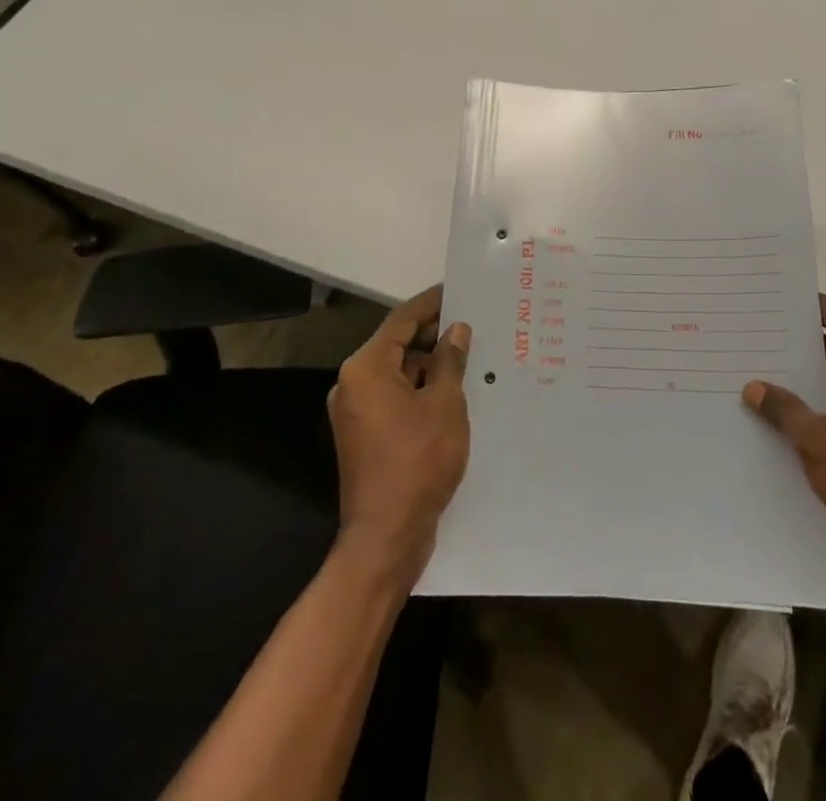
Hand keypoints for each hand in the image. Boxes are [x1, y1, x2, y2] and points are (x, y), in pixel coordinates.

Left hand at [328, 286, 470, 582]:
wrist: (386, 537)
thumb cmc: (418, 461)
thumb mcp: (444, 404)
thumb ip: (450, 361)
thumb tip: (456, 330)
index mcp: (366, 368)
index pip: (402, 321)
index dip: (431, 303)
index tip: (457, 289)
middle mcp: (353, 383)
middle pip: (397, 345)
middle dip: (433, 334)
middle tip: (472, 323)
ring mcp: (356, 411)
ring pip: (397, 372)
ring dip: (429, 364)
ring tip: (469, 356)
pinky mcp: (364, 435)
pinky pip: (394, 396)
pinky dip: (420, 389)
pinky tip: (453, 390)